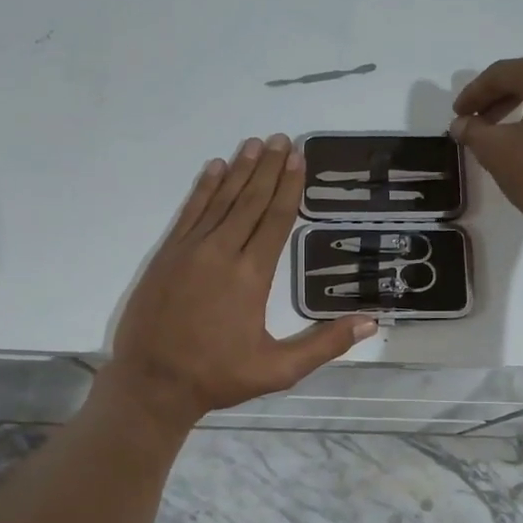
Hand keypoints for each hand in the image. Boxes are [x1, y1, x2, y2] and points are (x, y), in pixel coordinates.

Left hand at [103, 136, 375, 429]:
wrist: (152, 383)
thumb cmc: (217, 377)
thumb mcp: (278, 369)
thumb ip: (324, 344)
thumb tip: (370, 322)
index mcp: (251, 276)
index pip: (275, 220)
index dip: (289, 187)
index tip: (299, 158)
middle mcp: (221, 252)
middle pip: (250, 201)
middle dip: (269, 169)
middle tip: (282, 139)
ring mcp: (190, 250)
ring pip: (220, 201)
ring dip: (239, 170)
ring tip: (255, 144)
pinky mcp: (167, 255)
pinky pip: (189, 212)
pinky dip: (203, 188)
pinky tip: (214, 168)